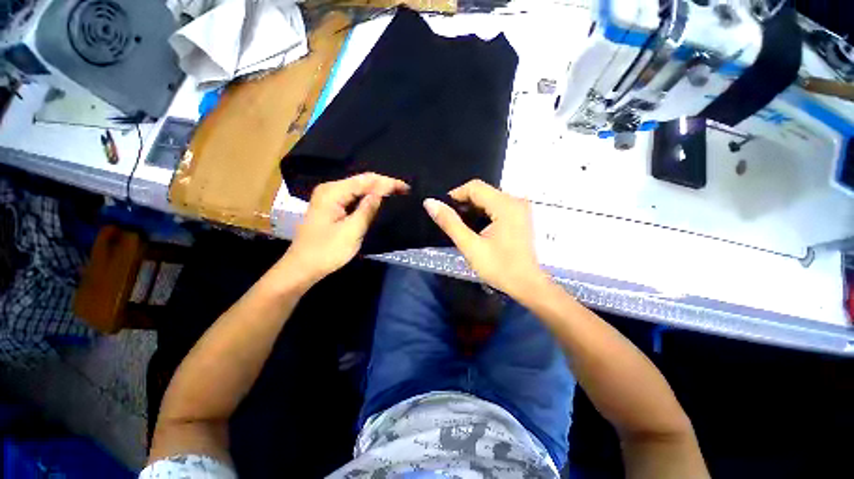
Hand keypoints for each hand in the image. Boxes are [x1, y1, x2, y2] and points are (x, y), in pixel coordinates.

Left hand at [283, 173, 408, 283]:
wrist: (302, 268)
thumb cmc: (327, 251)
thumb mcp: (352, 231)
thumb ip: (368, 209)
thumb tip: (382, 191)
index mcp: (333, 192)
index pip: (366, 180)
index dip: (387, 182)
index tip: (406, 188)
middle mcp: (330, 189)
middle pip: (361, 181)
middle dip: (383, 184)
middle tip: (404, 190)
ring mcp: (328, 197)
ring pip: (358, 188)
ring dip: (377, 190)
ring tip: (396, 193)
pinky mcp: (330, 206)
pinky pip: (353, 197)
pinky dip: (367, 197)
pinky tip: (378, 200)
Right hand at [423, 179, 547, 298]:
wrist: (527, 285)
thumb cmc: (499, 268)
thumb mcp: (470, 246)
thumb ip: (450, 223)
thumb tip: (430, 202)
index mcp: (505, 205)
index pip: (474, 187)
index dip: (455, 195)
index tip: (443, 211)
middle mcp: (515, 201)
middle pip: (482, 192)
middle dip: (464, 204)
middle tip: (451, 222)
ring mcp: (520, 208)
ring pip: (489, 199)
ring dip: (473, 210)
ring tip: (461, 227)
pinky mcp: (520, 216)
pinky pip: (497, 207)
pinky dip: (483, 214)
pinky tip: (476, 229)